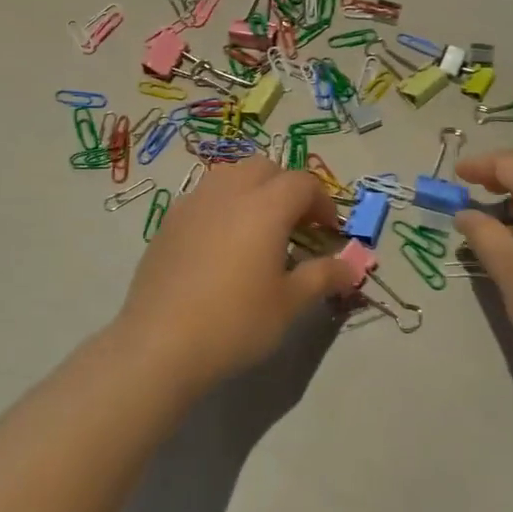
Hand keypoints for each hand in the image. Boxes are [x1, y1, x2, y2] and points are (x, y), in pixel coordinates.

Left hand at [115, 158, 352, 386]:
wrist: (160, 343)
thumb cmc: (235, 322)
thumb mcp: (289, 304)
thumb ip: (323, 276)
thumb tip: (352, 266)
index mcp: (266, 206)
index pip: (303, 183)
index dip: (322, 203)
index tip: (328, 232)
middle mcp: (229, 192)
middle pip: (265, 168)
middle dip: (287, 188)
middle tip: (296, 226)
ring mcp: (193, 202)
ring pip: (230, 175)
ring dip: (252, 190)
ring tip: (258, 229)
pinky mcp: (168, 220)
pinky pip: (204, 196)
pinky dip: (223, 205)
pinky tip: (221, 244)